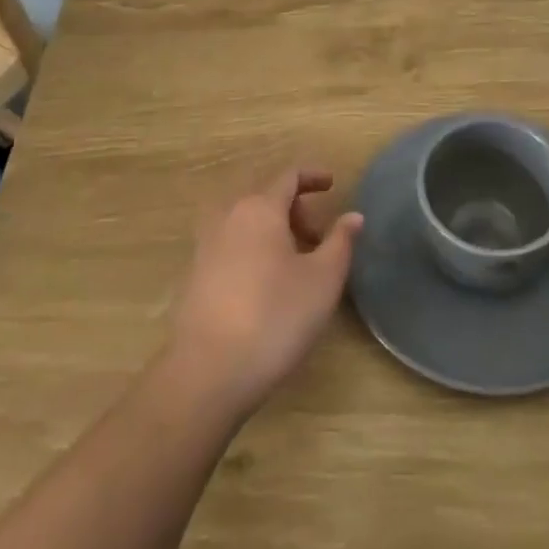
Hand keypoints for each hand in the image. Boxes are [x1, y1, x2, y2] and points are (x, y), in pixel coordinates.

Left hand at [165, 168, 361, 420]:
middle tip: (320, 239)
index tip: (333, 184)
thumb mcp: (323, 280)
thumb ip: (340, 241)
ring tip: (297, 265)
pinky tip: (267, 286)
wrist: (208, 372)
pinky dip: (255, 250)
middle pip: (267, 198)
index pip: (288, 176)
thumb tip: (353, 216)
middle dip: (297, 210)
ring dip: (275, 232)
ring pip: (248, 223)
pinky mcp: (195, 275)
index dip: (313, 176)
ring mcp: (206, 246)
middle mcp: (228, 216)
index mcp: (260, 208)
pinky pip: (232, 245)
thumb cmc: (275, 317)